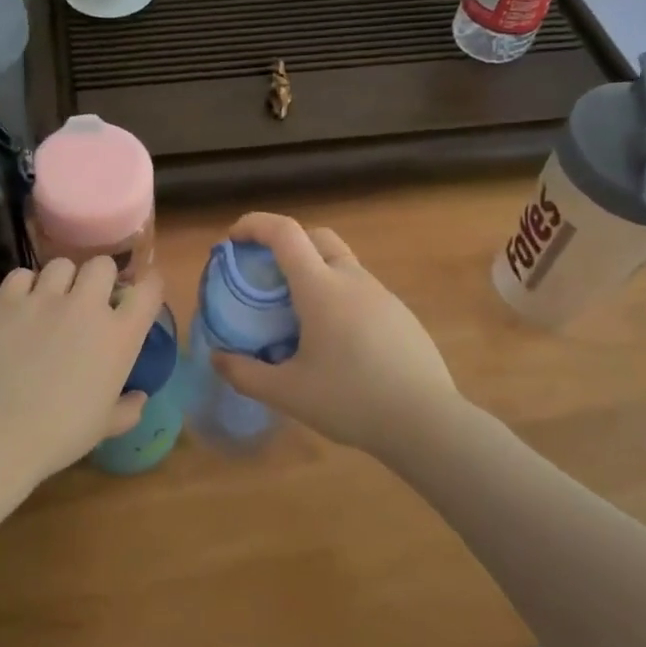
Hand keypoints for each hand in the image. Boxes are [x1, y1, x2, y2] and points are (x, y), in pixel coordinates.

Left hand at [0, 257, 164, 482]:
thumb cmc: (60, 434)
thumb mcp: (105, 426)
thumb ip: (128, 408)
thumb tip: (140, 397)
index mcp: (119, 336)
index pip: (148, 290)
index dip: (149, 285)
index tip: (141, 292)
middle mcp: (86, 307)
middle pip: (102, 265)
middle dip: (100, 278)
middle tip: (90, 300)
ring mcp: (44, 299)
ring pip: (61, 264)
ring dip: (62, 280)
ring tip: (52, 300)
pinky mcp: (7, 301)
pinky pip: (21, 275)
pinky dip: (24, 286)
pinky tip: (21, 305)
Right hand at [212, 213, 458, 455]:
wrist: (427, 422)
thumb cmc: (351, 400)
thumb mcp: (288, 392)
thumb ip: (245, 373)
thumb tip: (218, 358)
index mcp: (321, 288)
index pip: (285, 232)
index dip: (254, 225)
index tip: (233, 240)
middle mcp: (352, 279)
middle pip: (317, 237)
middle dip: (286, 242)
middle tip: (266, 275)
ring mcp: (382, 295)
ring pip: (342, 264)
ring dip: (314, 271)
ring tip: (297, 315)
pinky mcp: (401, 315)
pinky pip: (361, 290)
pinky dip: (338, 296)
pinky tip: (336, 340)